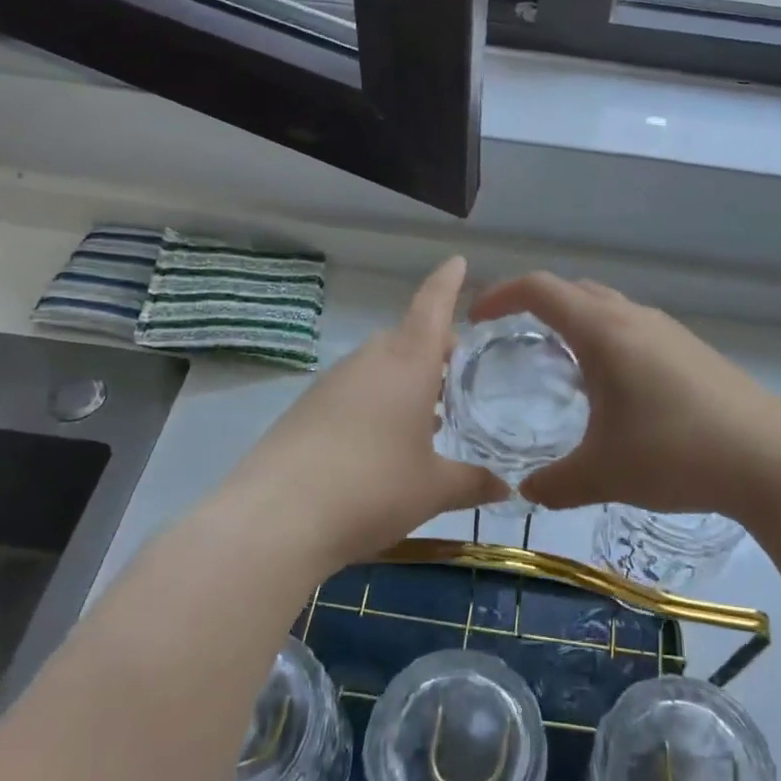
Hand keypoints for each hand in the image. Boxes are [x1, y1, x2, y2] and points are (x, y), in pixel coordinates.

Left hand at [214, 256, 506, 575]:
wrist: (276, 519)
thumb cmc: (373, 488)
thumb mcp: (432, 489)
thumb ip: (472, 482)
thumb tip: (504, 487)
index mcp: (408, 362)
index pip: (432, 306)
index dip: (447, 282)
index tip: (458, 261)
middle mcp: (369, 361)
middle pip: (406, 338)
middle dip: (432, 348)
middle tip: (455, 373)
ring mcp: (331, 383)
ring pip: (378, 366)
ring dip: (403, 379)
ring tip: (425, 415)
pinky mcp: (304, 408)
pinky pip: (352, 391)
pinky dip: (374, 402)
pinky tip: (380, 442)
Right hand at [468, 273, 780, 517]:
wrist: (770, 458)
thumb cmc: (675, 453)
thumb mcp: (603, 474)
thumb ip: (555, 484)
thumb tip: (527, 492)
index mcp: (602, 331)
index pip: (539, 289)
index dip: (500, 295)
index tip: (477, 319)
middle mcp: (633, 317)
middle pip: (573, 290)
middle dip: (535, 305)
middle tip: (512, 339)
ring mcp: (668, 330)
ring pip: (607, 307)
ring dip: (575, 322)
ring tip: (558, 364)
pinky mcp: (692, 350)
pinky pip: (634, 328)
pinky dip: (607, 339)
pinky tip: (613, 388)